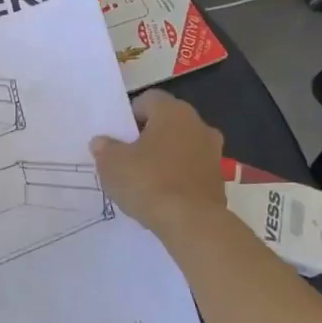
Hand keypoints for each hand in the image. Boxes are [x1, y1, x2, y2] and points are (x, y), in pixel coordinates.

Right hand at [90, 93, 228, 234]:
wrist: (192, 223)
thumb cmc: (148, 181)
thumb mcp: (111, 163)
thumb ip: (105, 148)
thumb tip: (102, 142)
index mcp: (172, 112)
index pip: (149, 99)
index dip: (131, 115)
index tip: (119, 136)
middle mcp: (198, 125)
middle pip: (168, 122)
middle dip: (149, 136)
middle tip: (129, 156)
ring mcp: (213, 153)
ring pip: (182, 146)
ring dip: (165, 156)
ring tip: (144, 178)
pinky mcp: (219, 179)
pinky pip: (192, 169)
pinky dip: (178, 176)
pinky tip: (162, 195)